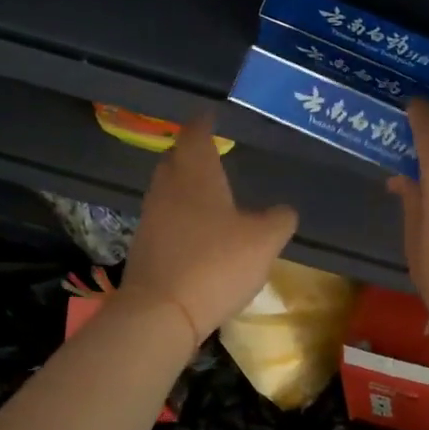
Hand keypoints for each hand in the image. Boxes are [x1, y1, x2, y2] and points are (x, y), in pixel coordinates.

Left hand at [120, 112, 298, 342]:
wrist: (161, 313)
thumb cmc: (216, 264)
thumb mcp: (264, 241)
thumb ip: (279, 219)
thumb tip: (283, 210)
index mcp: (196, 175)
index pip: (195, 135)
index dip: (203, 123)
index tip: (211, 116)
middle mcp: (168, 189)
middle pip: (175, 159)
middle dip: (191, 152)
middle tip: (210, 152)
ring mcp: (151, 218)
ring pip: (168, 190)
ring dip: (185, 186)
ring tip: (208, 191)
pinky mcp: (145, 247)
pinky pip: (165, 219)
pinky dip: (180, 216)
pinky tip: (197, 231)